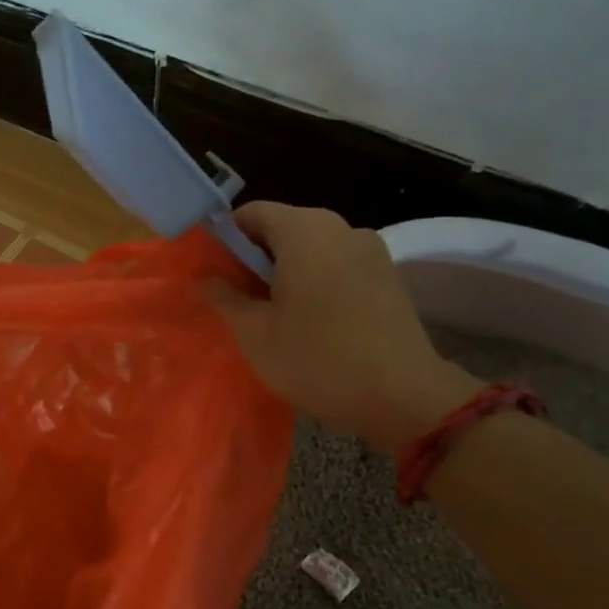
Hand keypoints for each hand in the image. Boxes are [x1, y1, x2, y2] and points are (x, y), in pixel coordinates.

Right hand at [206, 202, 477, 451]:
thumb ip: (226, 297)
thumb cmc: (317, 361)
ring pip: (313, 246)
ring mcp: (370, 249)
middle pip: (284, 226)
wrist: (402, 396)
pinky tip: (312, 319)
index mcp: (304, 232)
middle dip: (256, 256)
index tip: (214, 271)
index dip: (226, 238)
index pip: (252, 213)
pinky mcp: (388, 274)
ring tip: (275, 313)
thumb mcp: (256, 334)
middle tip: (238, 298)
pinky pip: (338, 263)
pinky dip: (317, 279)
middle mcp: (340, 227)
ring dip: (287, 269)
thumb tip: (205, 276)